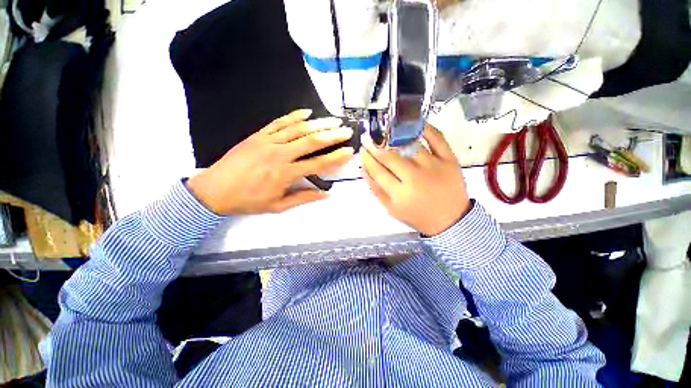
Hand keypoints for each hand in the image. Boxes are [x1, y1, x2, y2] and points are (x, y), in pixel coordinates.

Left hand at [187, 109, 353, 214]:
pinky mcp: (258, 135)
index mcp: (285, 174)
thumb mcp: (278, 206)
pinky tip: (307, 113)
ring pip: (298, 129)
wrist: (214, 190)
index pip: (317, 163)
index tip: (349, 151)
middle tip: (346, 131)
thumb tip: (326, 193)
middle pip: (311, 141)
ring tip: (333, 120)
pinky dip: (294, 116)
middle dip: (332, 135)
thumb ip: (303, 198)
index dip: (335, 157)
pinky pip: (279, 122)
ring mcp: (268, 141)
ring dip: (318, 124)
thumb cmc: (248, 201)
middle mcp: (279, 154)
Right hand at [361, 124, 470, 235]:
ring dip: (394, 137)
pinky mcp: (449, 159)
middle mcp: (415, 177)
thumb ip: (376, 190)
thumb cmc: (417, 216)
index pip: (377, 171)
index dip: (367, 158)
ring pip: (409, 145)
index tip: (362, 149)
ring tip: (386, 133)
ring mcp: (433, 166)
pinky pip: (437, 138)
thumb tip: (364, 169)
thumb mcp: (392, 209)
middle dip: (375, 147)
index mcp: (399, 193)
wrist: (450, 219)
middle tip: (368, 138)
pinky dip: (425, 128)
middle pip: (390, 157)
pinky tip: (413, 125)